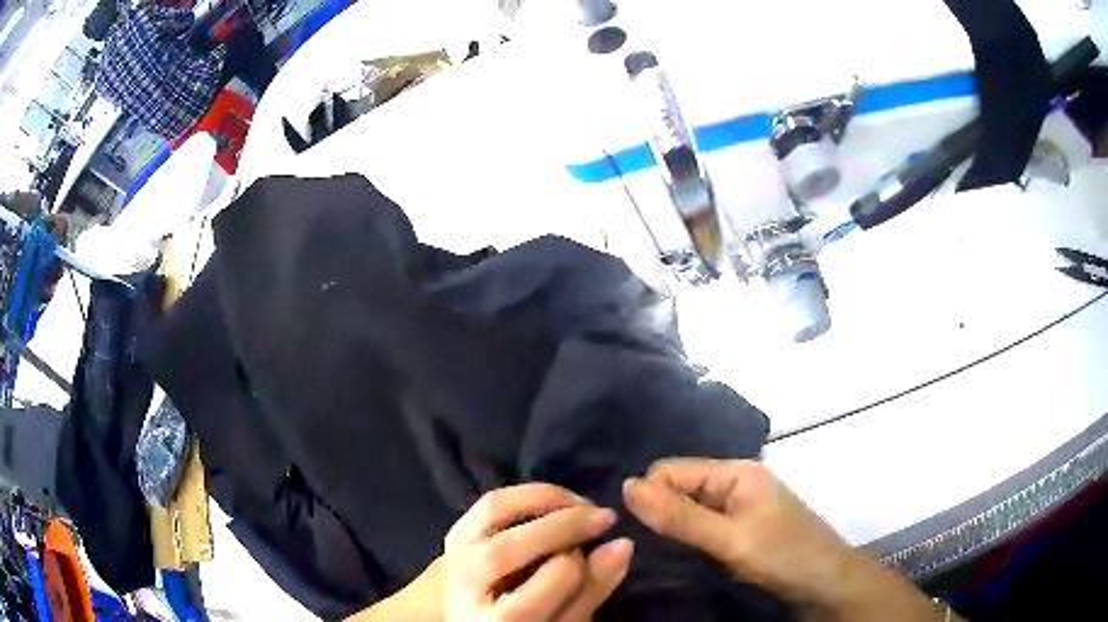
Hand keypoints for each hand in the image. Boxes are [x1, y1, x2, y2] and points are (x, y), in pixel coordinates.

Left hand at [442, 483, 633, 621]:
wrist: (482, 621)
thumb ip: (591, 589)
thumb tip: (623, 544)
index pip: (543, 582)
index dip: (580, 565)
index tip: (600, 557)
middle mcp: (462, 589)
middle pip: (506, 550)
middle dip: (564, 524)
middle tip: (606, 517)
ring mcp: (452, 559)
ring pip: (491, 513)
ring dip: (542, 497)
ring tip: (580, 504)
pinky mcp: (452, 537)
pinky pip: (485, 503)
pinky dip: (523, 494)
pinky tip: (552, 502)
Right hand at [623, 459, 943, 621]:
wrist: (829, 583)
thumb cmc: (784, 556)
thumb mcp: (730, 539)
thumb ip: (680, 516)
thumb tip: (627, 486)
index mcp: (737, 471)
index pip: (670, 470)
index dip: (649, 497)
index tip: (635, 533)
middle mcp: (738, 481)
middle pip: (681, 486)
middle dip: (660, 512)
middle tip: (646, 549)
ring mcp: (744, 505)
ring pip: (692, 507)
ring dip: (675, 527)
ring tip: (659, 555)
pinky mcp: (746, 526)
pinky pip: (706, 523)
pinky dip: (691, 536)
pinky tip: (683, 556)